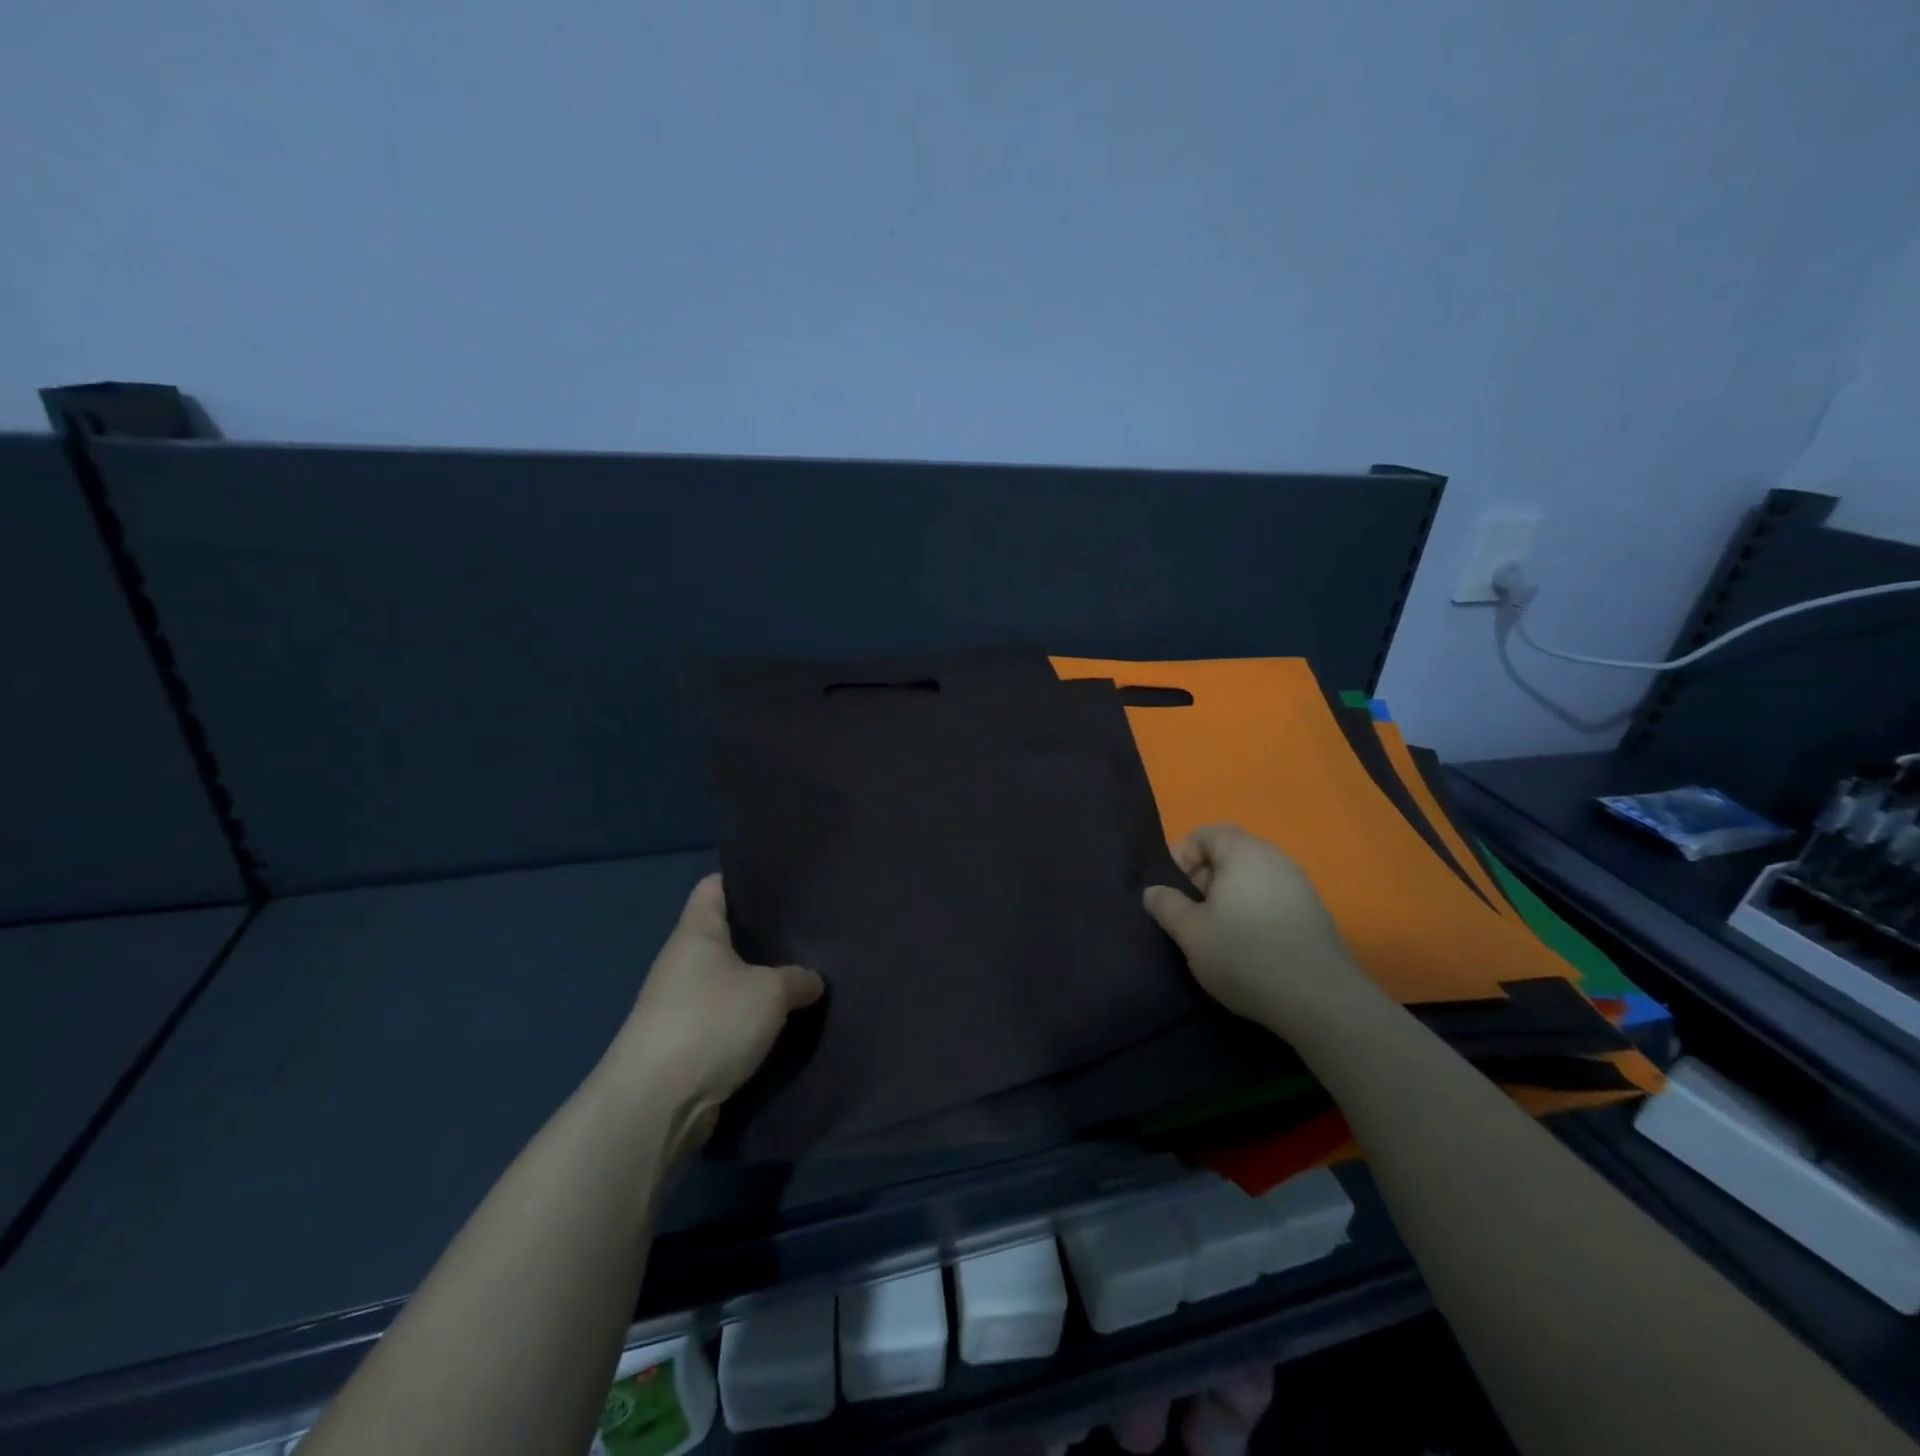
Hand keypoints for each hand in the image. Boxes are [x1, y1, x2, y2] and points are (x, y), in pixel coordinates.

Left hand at [604, 875, 823, 1146]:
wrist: (656, 1104)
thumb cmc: (711, 1023)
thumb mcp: (770, 993)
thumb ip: (798, 979)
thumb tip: (811, 980)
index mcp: (696, 932)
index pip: (714, 886)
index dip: (745, 879)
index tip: (783, 882)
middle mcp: (682, 962)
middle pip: (725, 934)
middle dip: (763, 934)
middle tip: (808, 932)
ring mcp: (679, 1004)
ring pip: (727, 980)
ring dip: (758, 982)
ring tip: (803, 975)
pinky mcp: (684, 1043)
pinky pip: (724, 1017)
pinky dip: (748, 1018)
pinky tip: (780, 1021)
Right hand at [1143, 824, 1376, 1037]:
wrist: (1319, 1000)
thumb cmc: (1244, 954)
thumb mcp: (1190, 932)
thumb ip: (1166, 905)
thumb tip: (1153, 891)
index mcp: (1244, 852)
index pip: (1205, 834)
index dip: (1181, 856)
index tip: (1172, 891)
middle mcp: (1275, 859)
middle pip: (1228, 854)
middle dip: (1202, 880)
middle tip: (1190, 915)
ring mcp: (1299, 886)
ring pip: (1250, 879)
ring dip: (1227, 899)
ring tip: (1215, 934)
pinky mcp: (1313, 914)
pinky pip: (1270, 899)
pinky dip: (1251, 913)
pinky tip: (1247, 947)